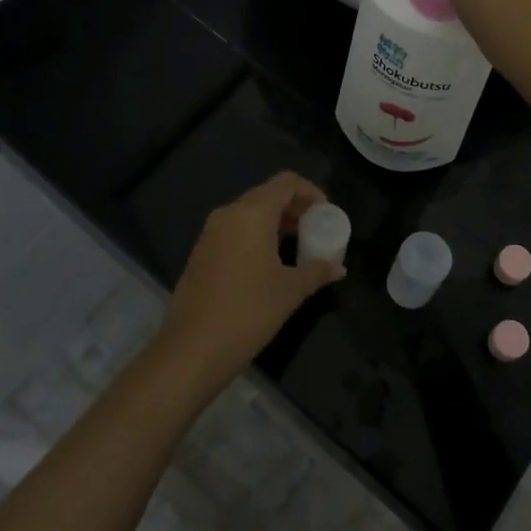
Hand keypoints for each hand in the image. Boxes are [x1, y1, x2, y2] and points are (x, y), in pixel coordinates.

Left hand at [155, 172, 343, 392]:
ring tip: (295, 248)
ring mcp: (210, 232)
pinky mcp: (200, 252)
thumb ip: (317, 271)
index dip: (310, 192)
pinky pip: (234, 230)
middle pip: (267, 194)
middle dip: (293, 208)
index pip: (286, 182)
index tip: (325, 213)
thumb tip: (338, 268)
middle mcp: (229, 213)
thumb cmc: (248, 311)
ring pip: (249, 213)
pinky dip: (255, 235)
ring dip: (274, 222)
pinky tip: (268, 264)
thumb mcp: (290, 291)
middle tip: (314, 230)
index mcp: (252, 213)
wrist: (192, 348)